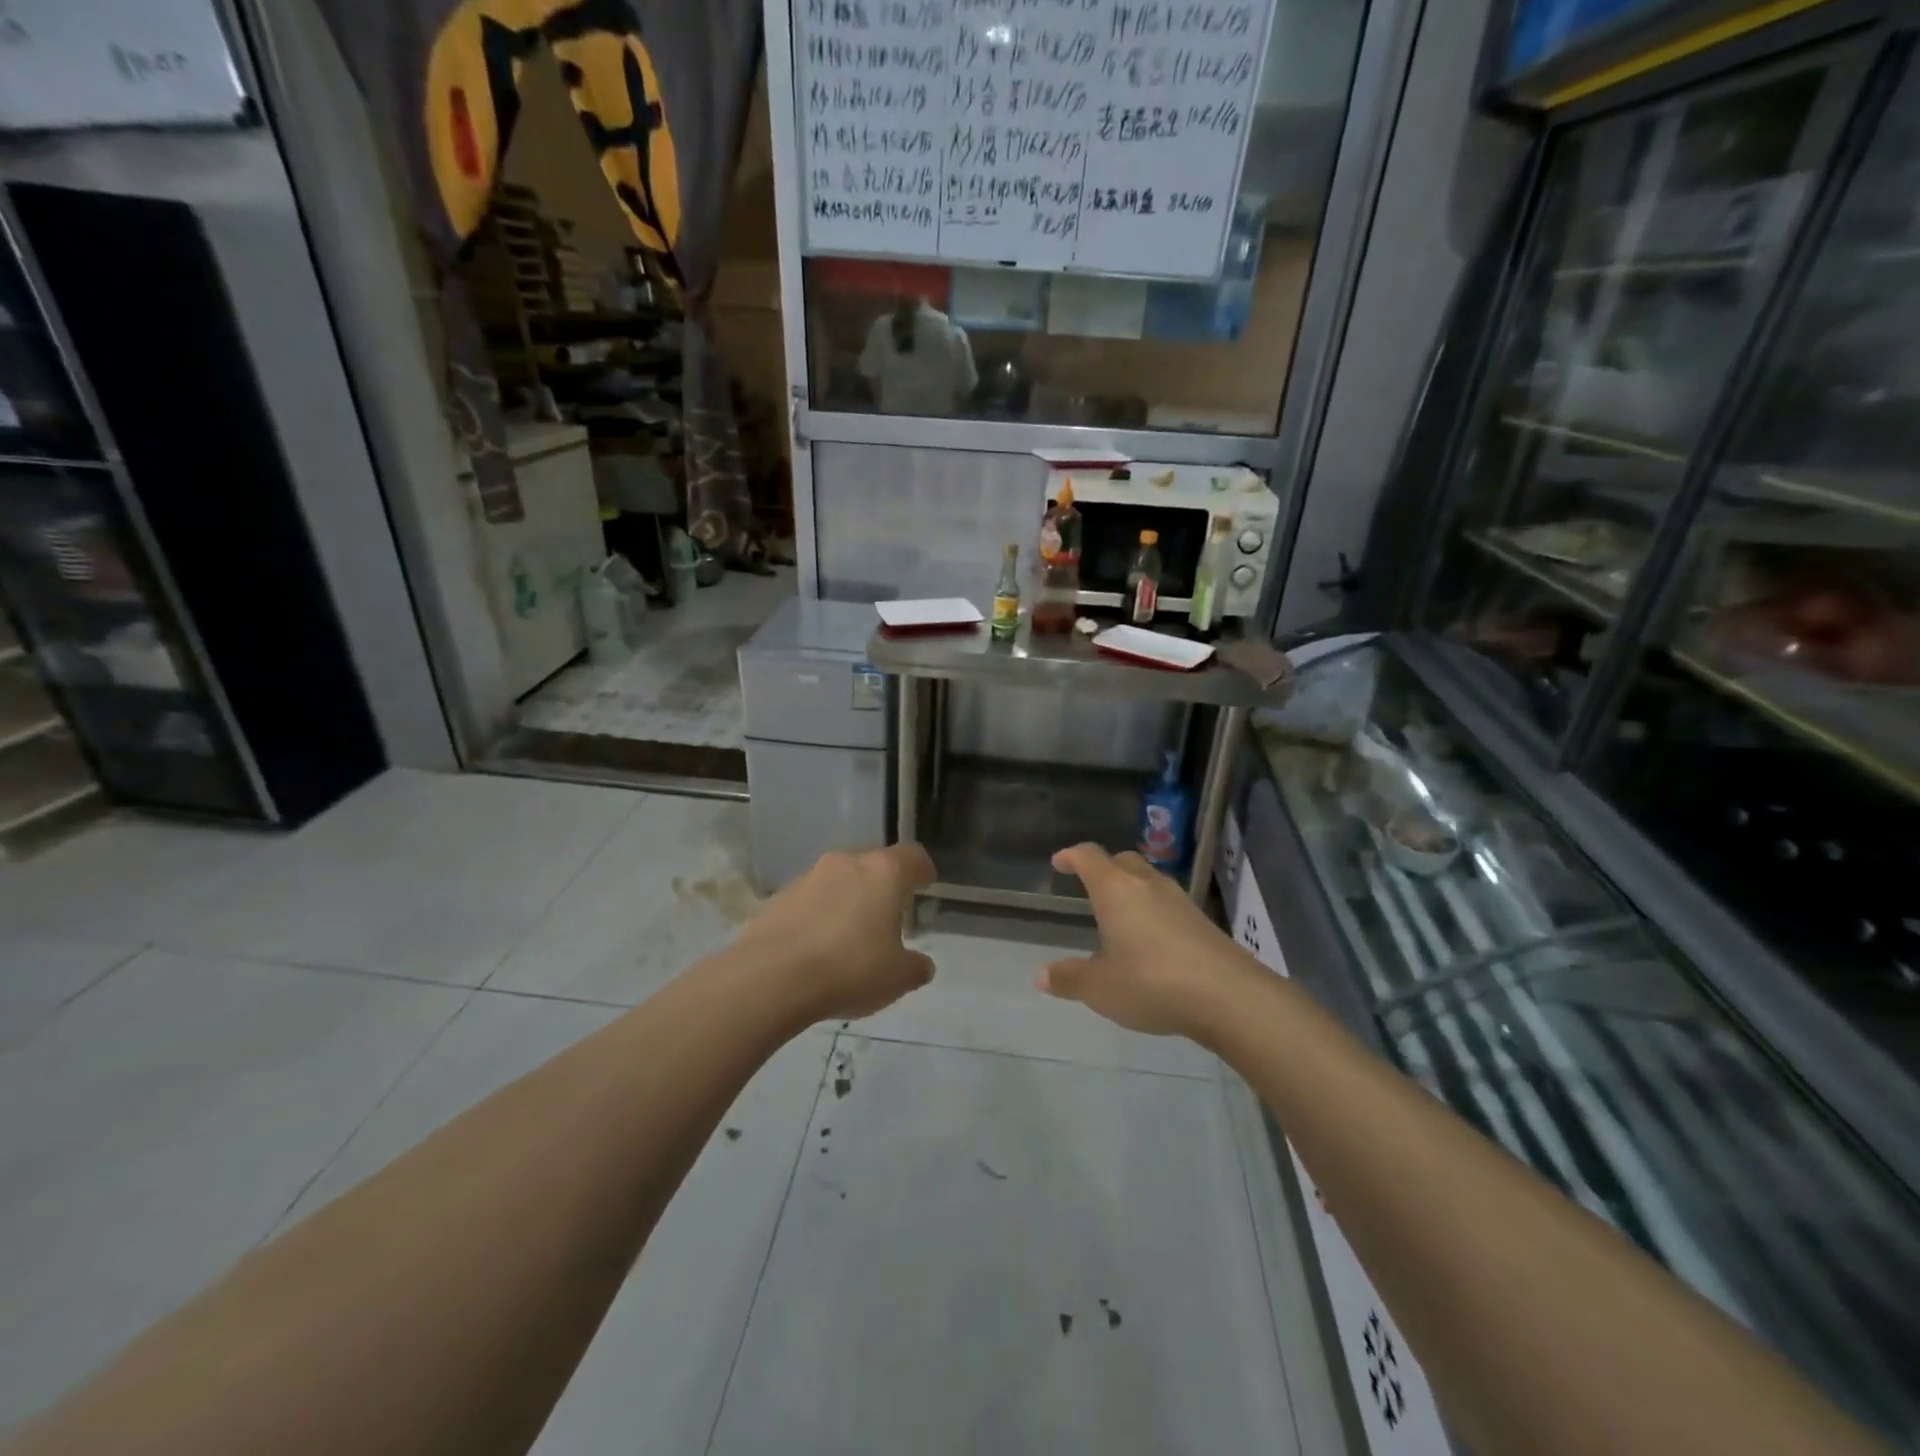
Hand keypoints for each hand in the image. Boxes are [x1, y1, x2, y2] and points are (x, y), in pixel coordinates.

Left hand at [734, 844, 937, 1022]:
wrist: (771, 978)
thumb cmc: (849, 969)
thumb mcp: (898, 978)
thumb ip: (915, 966)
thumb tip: (922, 964)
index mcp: (884, 873)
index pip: (912, 856)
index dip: (922, 869)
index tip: (925, 884)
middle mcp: (847, 863)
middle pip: (873, 864)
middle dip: (882, 886)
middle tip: (888, 915)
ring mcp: (809, 876)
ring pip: (839, 879)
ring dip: (848, 898)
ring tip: (850, 935)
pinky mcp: (779, 896)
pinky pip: (810, 898)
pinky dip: (818, 913)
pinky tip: (817, 946)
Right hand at [1039, 843, 1260, 1040]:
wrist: (1228, 996)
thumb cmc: (1151, 982)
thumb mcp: (1100, 987)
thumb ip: (1070, 978)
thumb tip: (1042, 975)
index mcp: (1115, 889)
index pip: (1088, 857)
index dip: (1071, 856)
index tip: (1059, 862)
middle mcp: (1147, 884)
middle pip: (1123, 861)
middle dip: (1104, 868)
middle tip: (1090, 885)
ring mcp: (1180, 900)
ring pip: (1148, 881)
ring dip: (1131, 890)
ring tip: (1119, 914)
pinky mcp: (1202, 921)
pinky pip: (1168, 904)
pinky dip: (1152, 911)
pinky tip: (1150, 940)